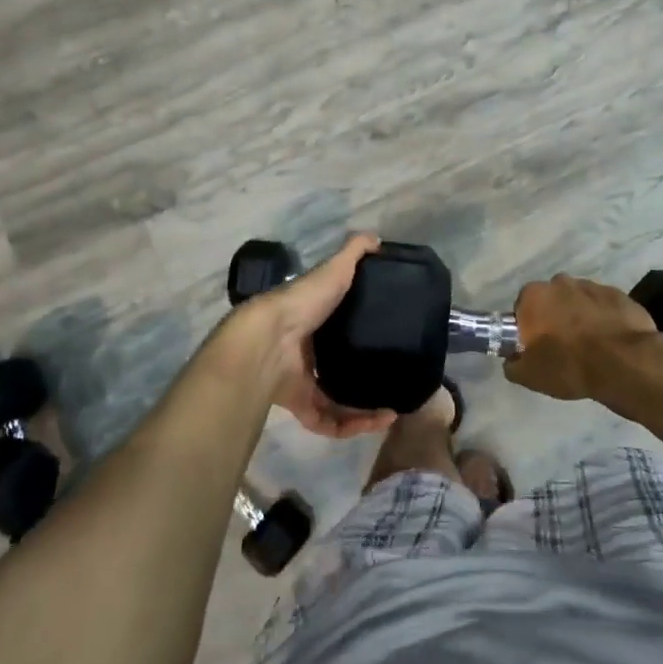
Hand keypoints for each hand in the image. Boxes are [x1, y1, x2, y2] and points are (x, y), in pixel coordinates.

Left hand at [222, 234, 399, 439]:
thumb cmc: (303, 301)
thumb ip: (354, 253)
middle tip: (394, 380)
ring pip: (336, 401)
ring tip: (393, 409)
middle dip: (365, 379)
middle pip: (337, 368)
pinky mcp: (300, 407)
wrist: (268, 340)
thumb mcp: (334, 270)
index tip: (388, 339)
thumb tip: (376, 237)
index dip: (361, 335)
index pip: (338, 329)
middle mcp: (306, 352)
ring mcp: (301, 382)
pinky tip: (379, 419)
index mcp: (313, 320)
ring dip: (365, 410)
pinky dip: (354, 425)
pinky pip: (330, 421)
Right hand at [504, 274, 659, 401]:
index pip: (522, 308)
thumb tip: (512, 359)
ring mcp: (591, 285)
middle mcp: (559, 282)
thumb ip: (513, 364)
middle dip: (554, 317)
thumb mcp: (529, 376)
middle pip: (551, 300)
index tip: (537, 346)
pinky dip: (603, 318)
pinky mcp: (617, 294)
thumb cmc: (569, 366)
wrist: (624, 363)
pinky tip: (610, 340)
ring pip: (578, 301)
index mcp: (534, 296)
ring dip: (580, 316)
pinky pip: (603, 306)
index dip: (529, 328)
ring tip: (590, 345)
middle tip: (562, 346)